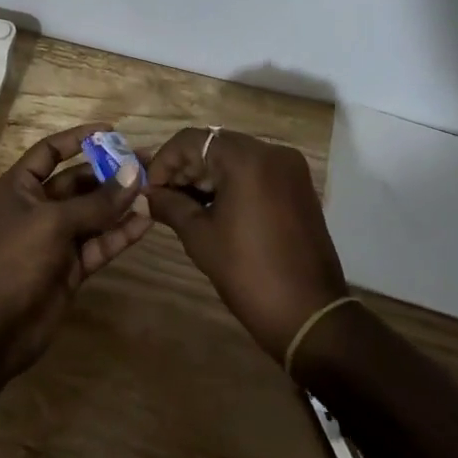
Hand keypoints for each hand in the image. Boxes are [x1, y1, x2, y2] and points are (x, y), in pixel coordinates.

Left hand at [0, 123, 151, 380]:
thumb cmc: (15, 259)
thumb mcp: (54, 222)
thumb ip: (97, 201)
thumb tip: (133, 173)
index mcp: (20, 187)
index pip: (50, 152)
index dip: (78, 139)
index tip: (111, 131)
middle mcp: (38, 208)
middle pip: (77, 182)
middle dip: (109, 173)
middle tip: (145, 163)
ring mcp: (55, 239)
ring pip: (92, 214)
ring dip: (119, 203)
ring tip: (153, 188)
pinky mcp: (71, 267)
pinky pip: (99, 243)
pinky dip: (120, 233)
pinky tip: (146, 221)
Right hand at [144, 127, 346, 363]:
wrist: (309, 316)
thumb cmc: (248, 273)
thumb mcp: (200, 237)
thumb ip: (170, 206)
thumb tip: (147, 196)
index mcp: (246, 159)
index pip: (192, 140)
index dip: (164, 161)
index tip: (150, 190)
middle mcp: (271, 152)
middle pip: (215, 145)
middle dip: (186, 169)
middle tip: (164, 198)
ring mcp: (289, 168)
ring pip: (235, 157)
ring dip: (208, 175)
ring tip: (185, 205)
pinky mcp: (298, 187)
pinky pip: (256, 171)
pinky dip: (232, 182)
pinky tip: (215, 208)